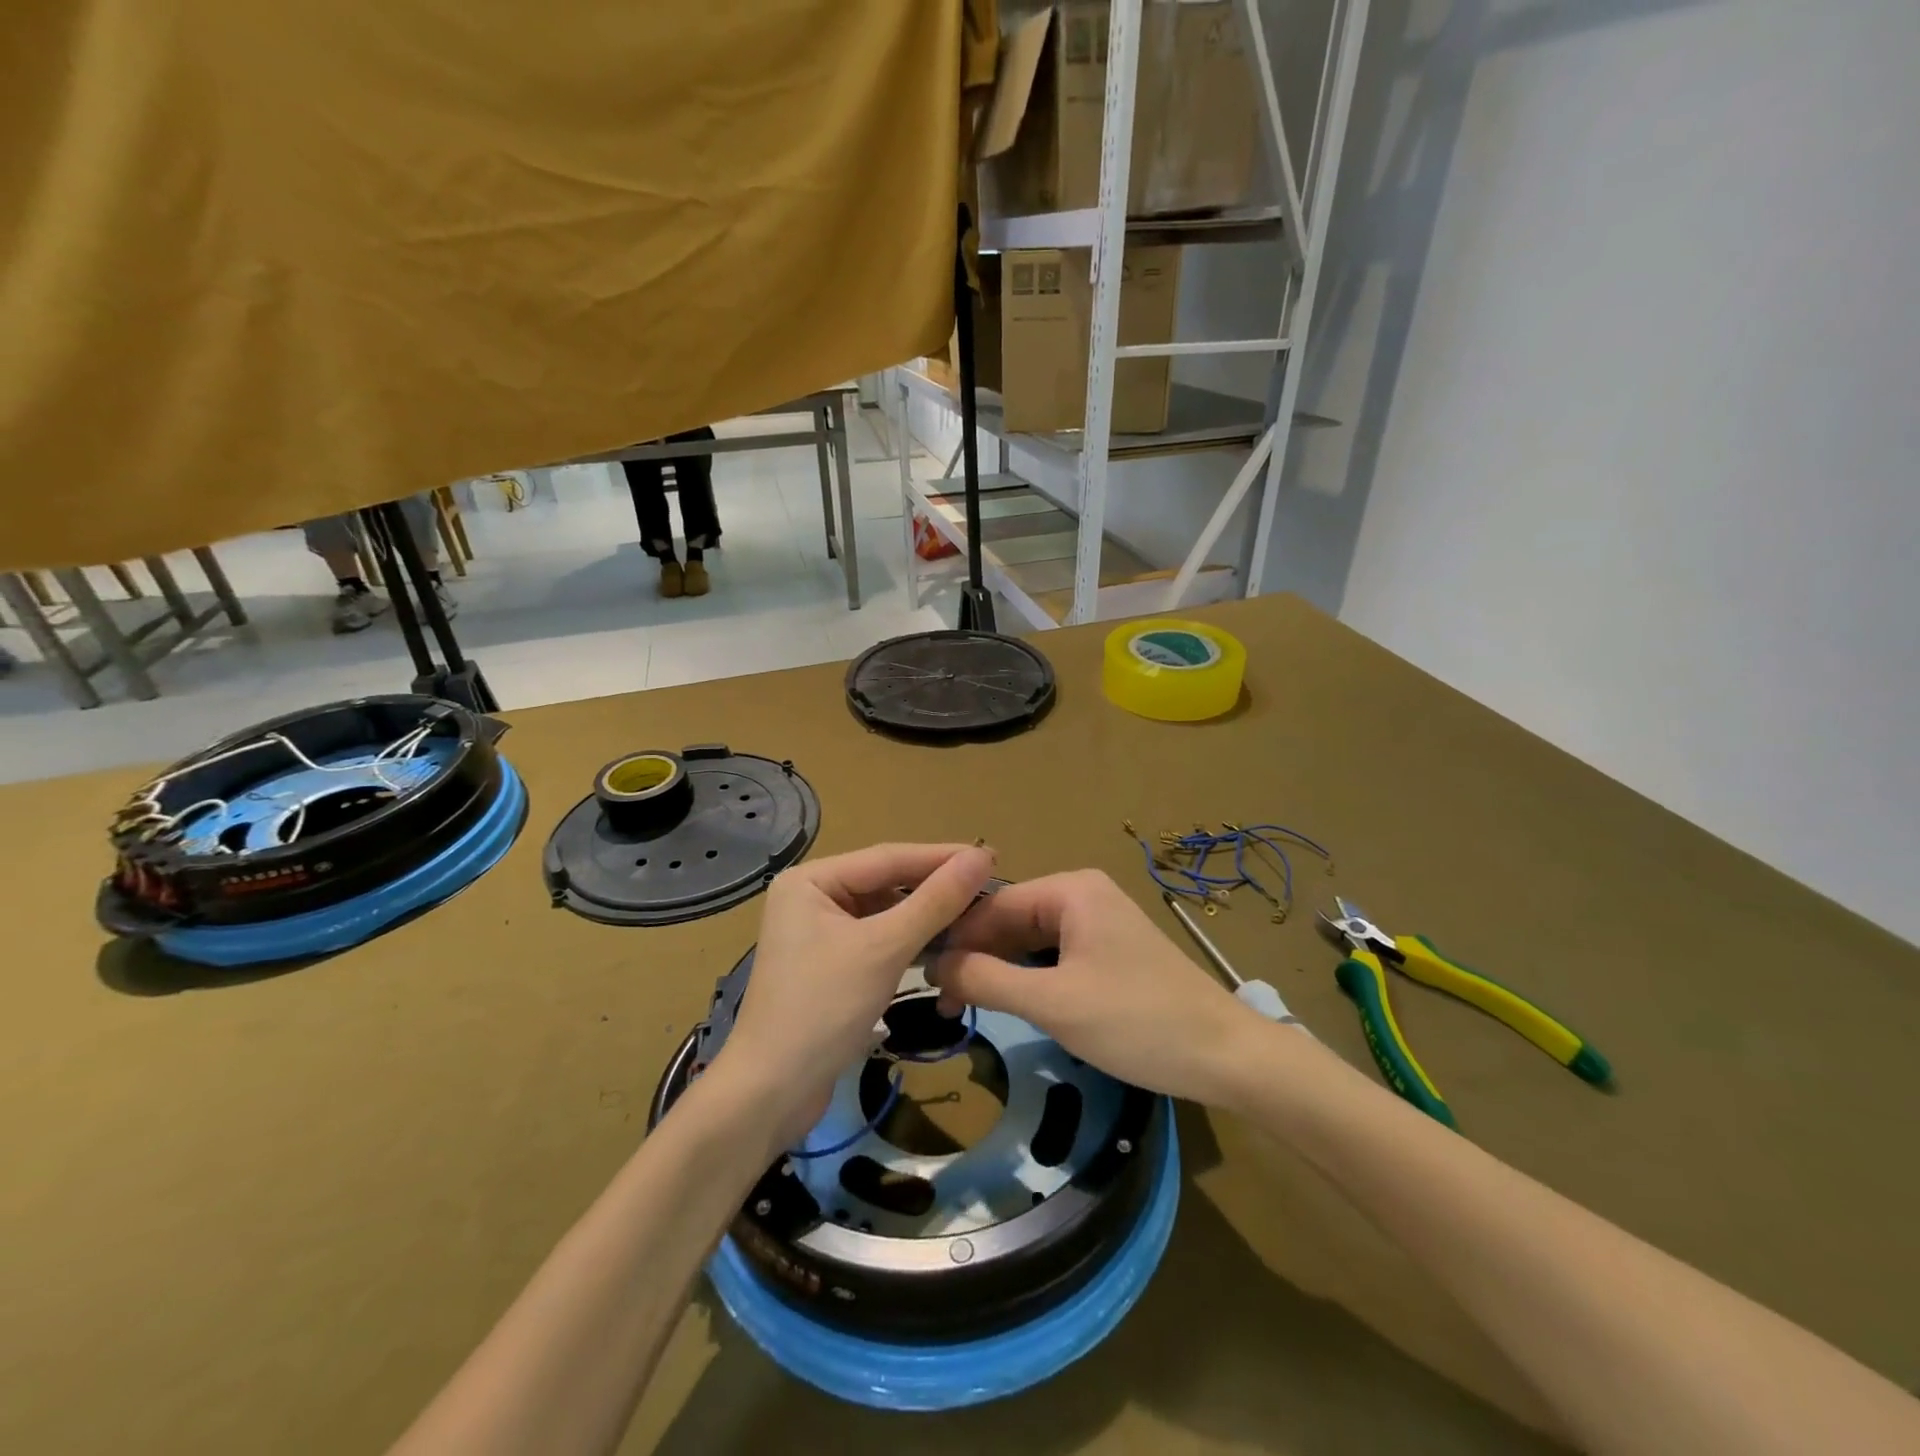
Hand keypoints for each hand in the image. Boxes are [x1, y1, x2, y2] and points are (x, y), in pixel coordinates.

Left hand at [709, 842, 995, 1153]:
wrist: (771, 1094)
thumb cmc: (823, 1008)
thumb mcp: (885, 949)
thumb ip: (935, 901)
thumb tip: (981, 857)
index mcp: (811, 880)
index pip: (888, 857)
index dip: (942, 857)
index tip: (991, 856)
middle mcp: (811, 896)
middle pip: (885, 882)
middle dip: (935, 887)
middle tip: (989, 886)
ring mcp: (818, 932)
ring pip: (884, 912)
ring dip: (925, 915)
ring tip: (975, 913)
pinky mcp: (829, 964)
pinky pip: (877, 938)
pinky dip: (908, 941)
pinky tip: (942, 944)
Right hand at [929, 869, 1264, 1106]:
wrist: (1227, 1056)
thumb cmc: (1136, 1022)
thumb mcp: (1053, 1003)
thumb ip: (988, 979)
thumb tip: (934, 964)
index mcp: (1071, 890)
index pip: (993, 907)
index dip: (956, 941)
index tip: (922, 979)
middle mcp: (1083, 894)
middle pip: (1012, 920)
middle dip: (978, 958)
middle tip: (944, 1003)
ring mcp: (1100, 922)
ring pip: (1032, 940)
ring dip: (1002, 971)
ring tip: (968, 1005)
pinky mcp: (1111, 950)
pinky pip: (1056, 955)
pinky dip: (1031, 978)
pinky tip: (1011, 1002)